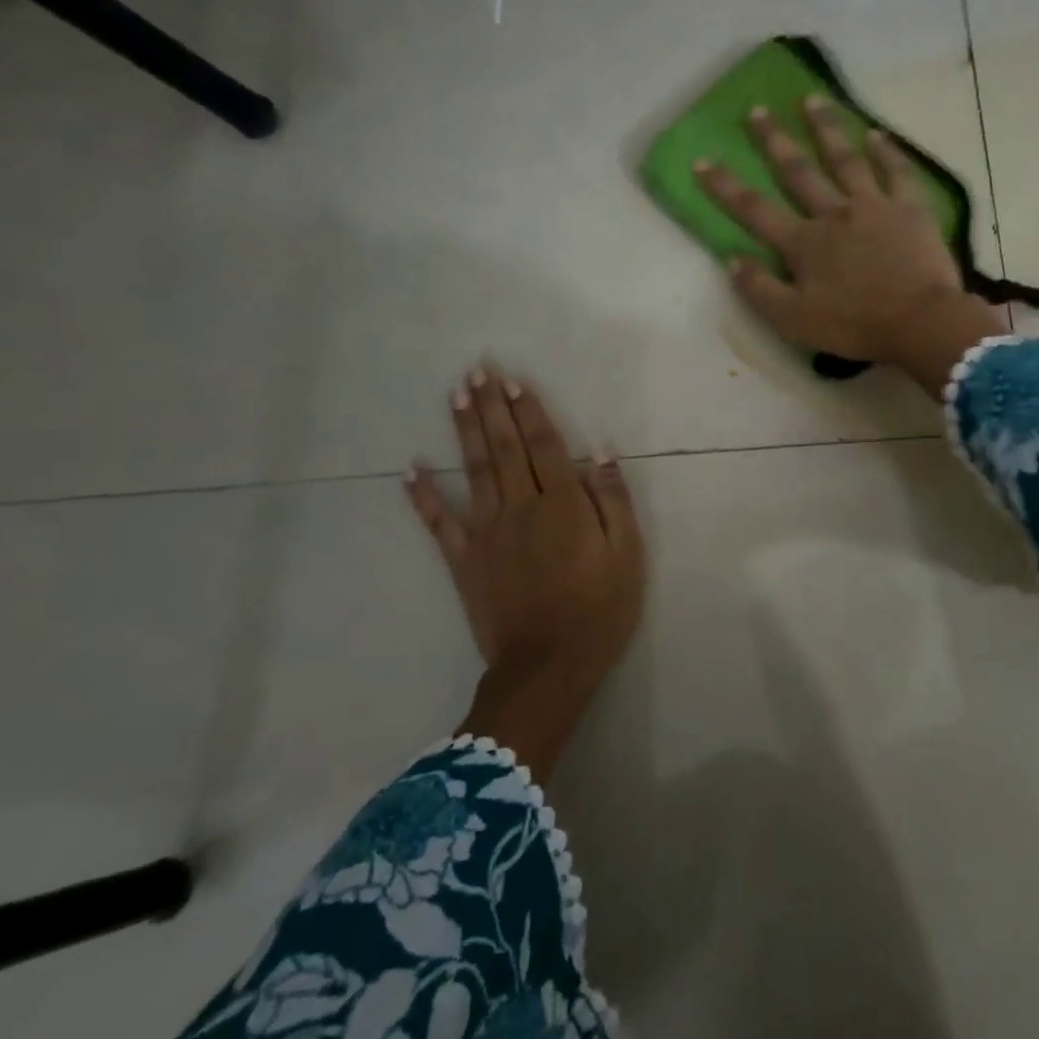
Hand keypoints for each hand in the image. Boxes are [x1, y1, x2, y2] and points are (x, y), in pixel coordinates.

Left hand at [405, 365, 644, 780]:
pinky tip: (410, 469)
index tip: (513, 382)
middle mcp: (521, 508)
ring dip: (464, 431)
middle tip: (477, 371)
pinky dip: (423, 496)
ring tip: (455, 396)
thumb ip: (614, 502)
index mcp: (563, 505)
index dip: (529, 412)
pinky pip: (439, 523)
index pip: (544, 446)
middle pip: (504, 448)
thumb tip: (600, 455)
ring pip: (474, 471)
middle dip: (491, 407)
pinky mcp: (464, 560)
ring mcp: (487, 533)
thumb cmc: (599, 611)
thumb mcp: (627, 556)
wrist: (548, 667)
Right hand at [696, 96, 1005, 392]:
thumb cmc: (854, 326)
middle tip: (757, 110)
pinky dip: (886, 151)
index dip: (725, 187)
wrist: (920, 322)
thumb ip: (760, 289)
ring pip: (844, 159)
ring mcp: (873, 206)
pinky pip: (896, 171)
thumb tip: (731, 260)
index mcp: (803, 244)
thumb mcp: (794, 320)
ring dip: (826, 128)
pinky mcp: (910, 208)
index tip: (702, 161)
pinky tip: (876, 133)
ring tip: (812, 99)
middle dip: (773, 140)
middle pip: (798, 171)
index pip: (755, 211)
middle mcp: (833, 214)